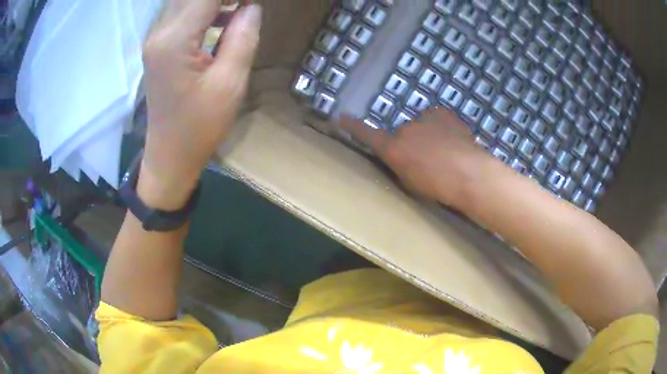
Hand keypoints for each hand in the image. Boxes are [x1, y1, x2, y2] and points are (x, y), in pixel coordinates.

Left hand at [138, 0, 261, 208]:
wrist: (170, 156)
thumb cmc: (199, 127)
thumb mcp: (230, 83)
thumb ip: (242, 37)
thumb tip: (251, 7)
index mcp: (175, 41)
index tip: (254, 3)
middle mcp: (159, 33)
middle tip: (247, 7)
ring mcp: (155, 39)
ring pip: (186, 2)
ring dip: (214, 2)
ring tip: (240, 8)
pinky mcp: (158, 47)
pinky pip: (182, 14)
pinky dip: (205, 9)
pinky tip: (224, 17)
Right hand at [339, 108, 490, 206]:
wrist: (470, 174)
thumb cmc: (438, 187)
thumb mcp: (410, 183)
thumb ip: (399, 166)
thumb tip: (399, 157)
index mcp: (393, 148)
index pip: (366, 135)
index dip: (352, 127)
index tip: (339, 117)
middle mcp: (404, 129)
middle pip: (401, 134)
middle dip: (410, 144)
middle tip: (427, 160)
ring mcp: (423, 118)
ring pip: (420, 126)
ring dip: (427, 136)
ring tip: (445, 153)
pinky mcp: (441, 112)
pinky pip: (435, 119)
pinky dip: (440, 128)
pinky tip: (452, 141)